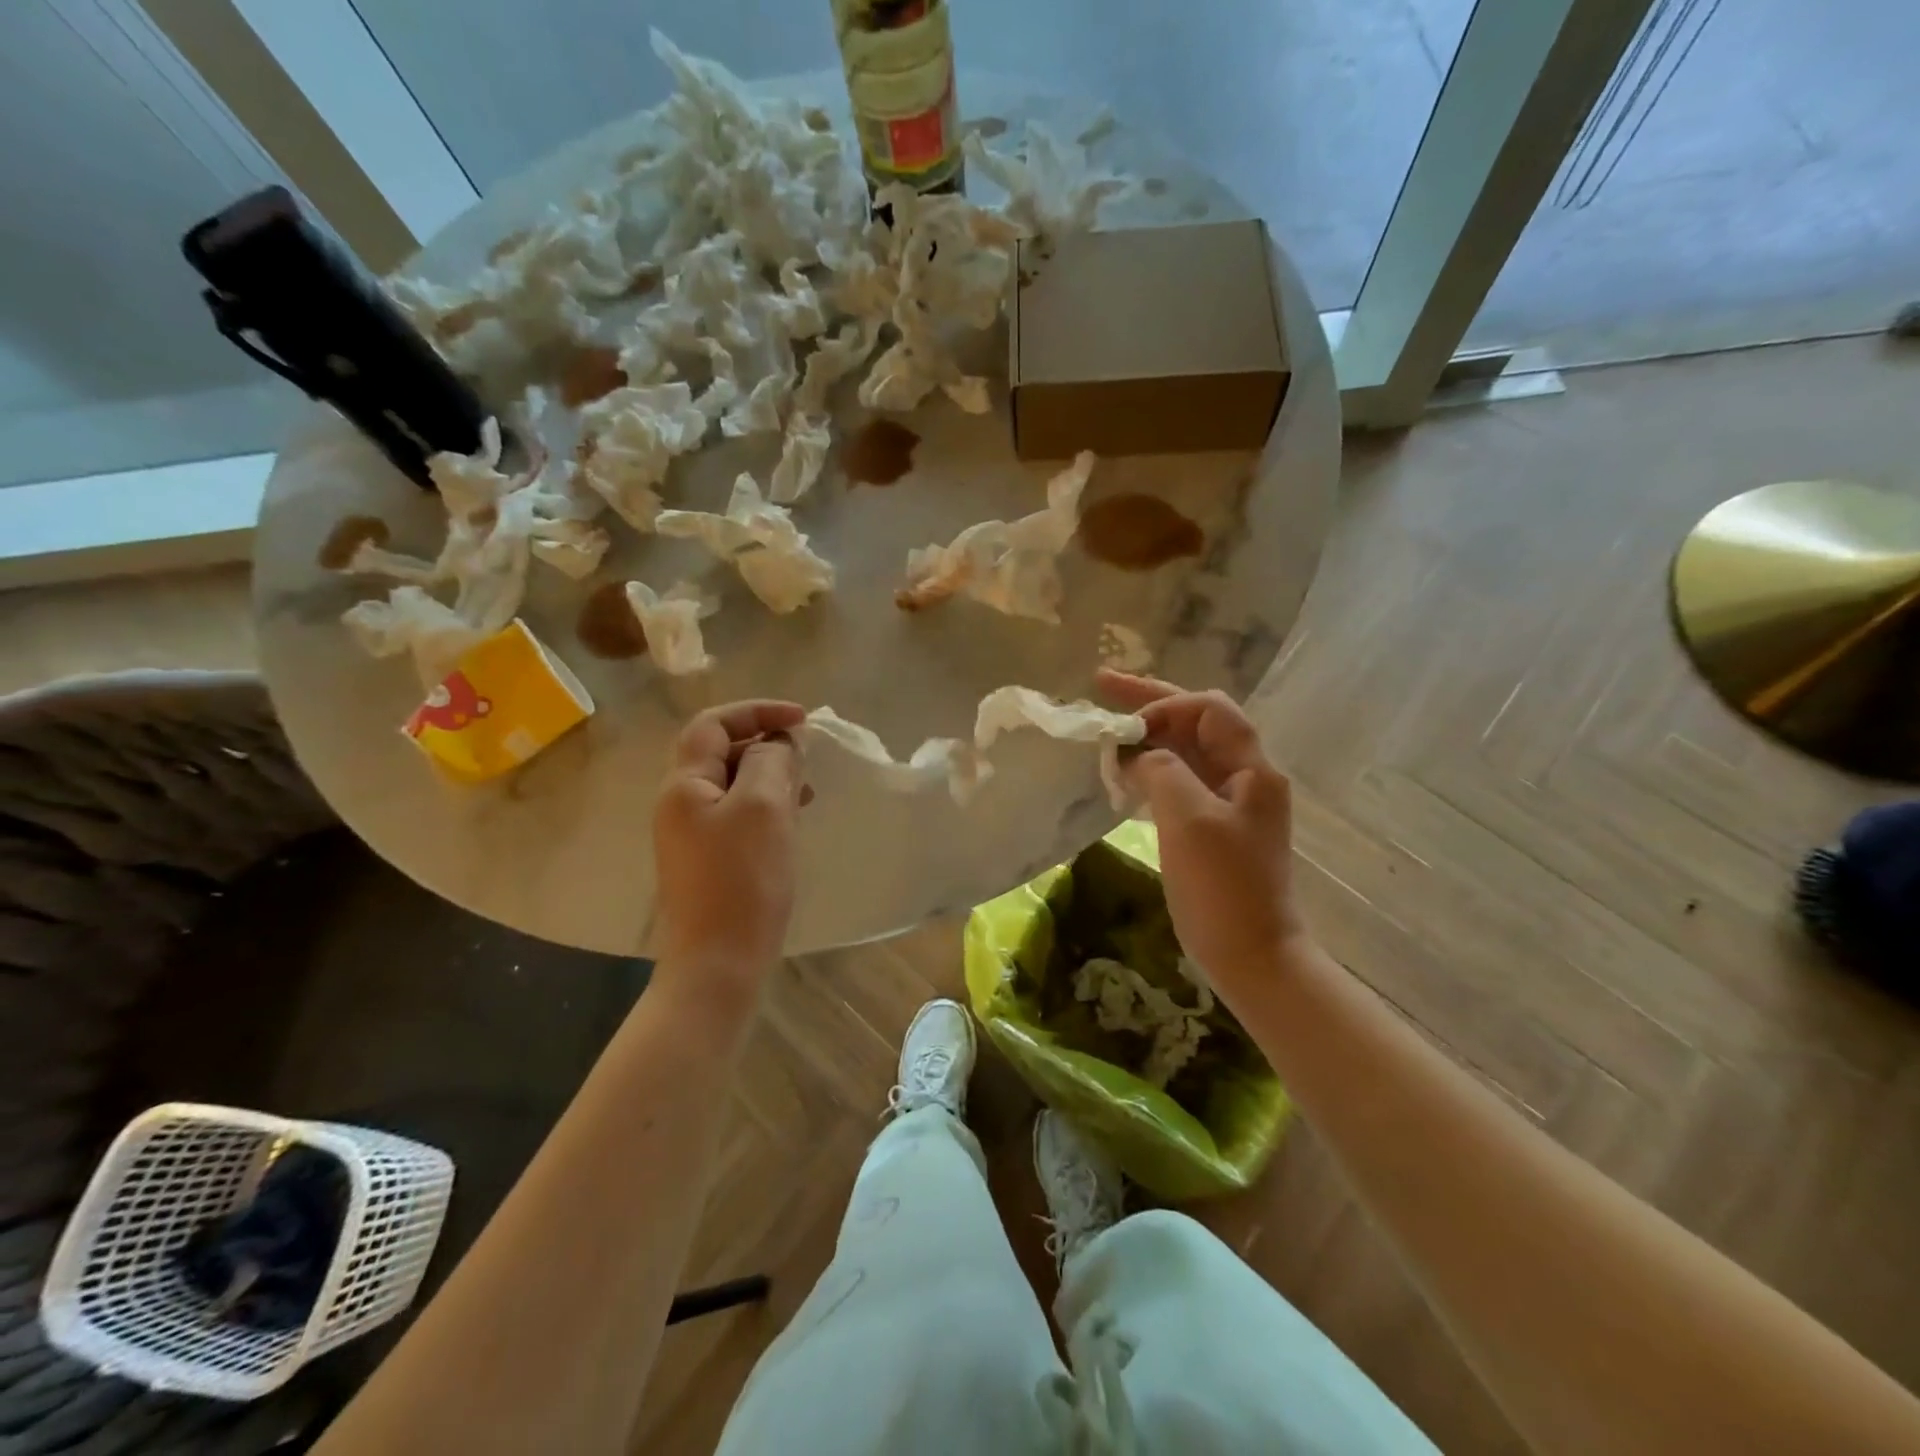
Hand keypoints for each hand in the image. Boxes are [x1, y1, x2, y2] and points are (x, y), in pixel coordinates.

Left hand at [652, 700, 806, 998]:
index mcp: (684, 786)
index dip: (757, 711)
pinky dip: (767, 807)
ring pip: (734, 786)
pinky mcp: (710, 862)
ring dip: (770, 776)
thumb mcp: (763, 808)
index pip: (713, 725)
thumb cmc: (742, 881)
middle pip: (722, 753)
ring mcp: (693, 836)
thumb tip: (779, 740)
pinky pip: (739, 816)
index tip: (802, 720)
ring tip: (806, 789)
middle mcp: (681, 805)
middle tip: (807, 758)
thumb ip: (771, 761)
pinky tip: (793, 821)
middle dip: (766, 744)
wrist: (718, 965)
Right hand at [1099, 670, 1307, 996]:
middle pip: (1197, 723)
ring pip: (1186, 752)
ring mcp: (1231, 805)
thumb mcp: (1188, 819)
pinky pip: (1181, 783)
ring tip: (1108, 731)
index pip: (1208, 709)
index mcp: (1252, 770)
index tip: (1124, 726)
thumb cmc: (1223, 888)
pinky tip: (1125, 775)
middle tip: (1102, 686)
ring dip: (1149, 738)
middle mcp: (1245, 778)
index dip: (1164, 705)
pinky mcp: (1214, 830)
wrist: (1252, 956)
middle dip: (1151, 704)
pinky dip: (1151, 771)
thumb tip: (1140, 755)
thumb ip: (1162, 770)